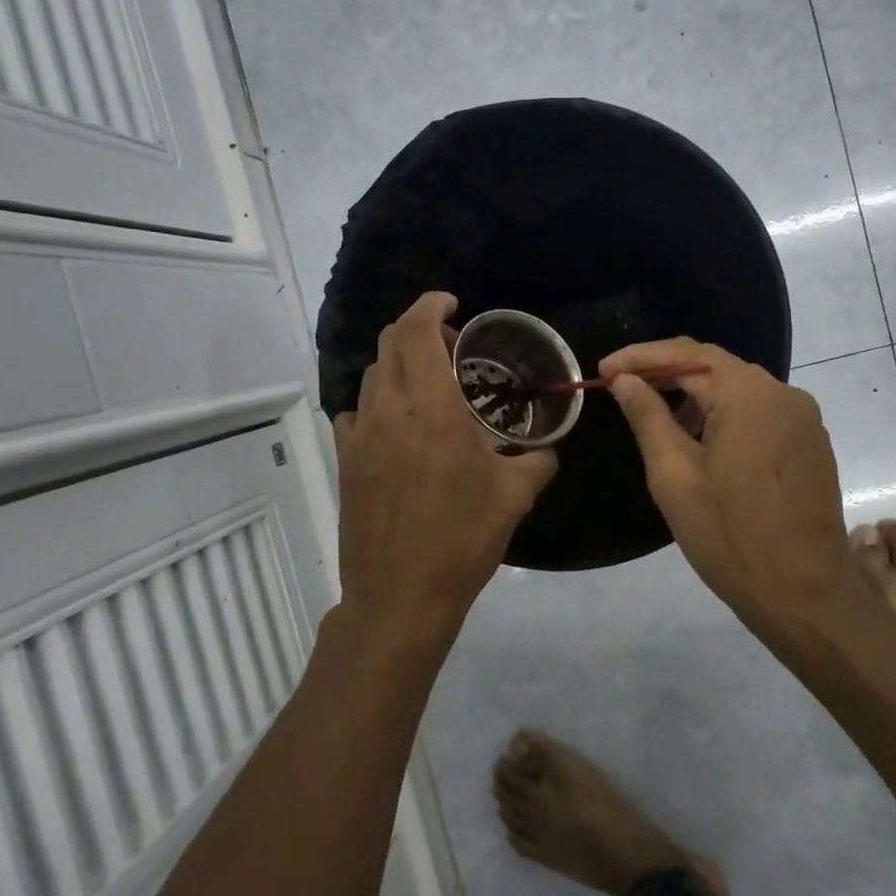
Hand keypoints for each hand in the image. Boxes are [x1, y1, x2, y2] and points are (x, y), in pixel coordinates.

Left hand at [334, 293, 556, 650]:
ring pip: (373, 376)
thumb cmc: (462, 539)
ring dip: (399, 364)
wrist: (400, 594)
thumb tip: (550, 448)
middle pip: (389, 343)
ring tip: (429, 383)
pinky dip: (380, 401)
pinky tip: (400, 426)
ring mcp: (360, 435)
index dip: (429, 304)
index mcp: (433, 408)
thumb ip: (539, 461)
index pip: (417, 331)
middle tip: (450, 343)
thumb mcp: (515, 497)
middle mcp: (390, 410)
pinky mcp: (346, 460)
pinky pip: (358, 412)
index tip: (451, 302)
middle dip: (416, 328)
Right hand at [601, 338, 862, 637]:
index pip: (686, 355)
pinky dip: (725, 412)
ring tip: (659, 421)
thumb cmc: (730, 536)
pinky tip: (703, 440)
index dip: (640, 357)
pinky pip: (761, 410)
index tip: (603, 370)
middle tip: (623, 387)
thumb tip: (626, 380)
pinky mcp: (811, 441)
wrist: (804, 594)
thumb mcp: (674, 476)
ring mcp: (803, 417)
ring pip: (738, 386)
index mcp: (748, 395)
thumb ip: (648, 417)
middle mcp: (782, 393)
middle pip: (715, 365)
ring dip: (696, 394)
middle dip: (666, 372)